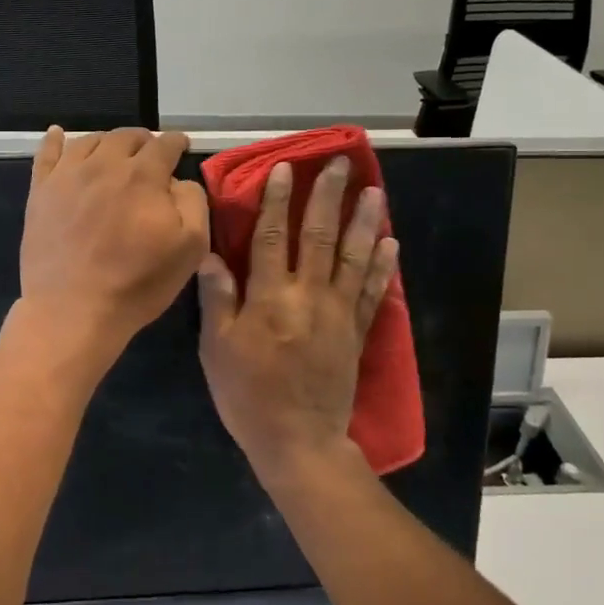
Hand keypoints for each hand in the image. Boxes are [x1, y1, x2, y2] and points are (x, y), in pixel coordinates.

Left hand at [19, 127, 209, 362]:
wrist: (73, 310)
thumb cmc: (137, 283)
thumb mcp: (190, 247)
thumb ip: (193, 202)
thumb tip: (179, 180)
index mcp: (143, 175)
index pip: (164, 145)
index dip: (176, 143)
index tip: (181, 147)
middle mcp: (104, 164)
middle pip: (126, 137)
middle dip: (144, 141)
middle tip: (149, 154)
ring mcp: (67, 176)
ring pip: (90, 141)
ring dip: (108, 142)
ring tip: (114, 153)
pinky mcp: (40, 192)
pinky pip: (46, 154)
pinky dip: (55, 140)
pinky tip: (58, 134)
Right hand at [198, 159, 399, 476]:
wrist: (297, 441)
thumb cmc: (247, 395)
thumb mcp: (217, 349)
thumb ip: (218, 299)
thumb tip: (213, 255)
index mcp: (269, 298)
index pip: (271, 237)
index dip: (275, 201)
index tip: (283, 169)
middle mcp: (308, 296)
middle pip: (318, 236)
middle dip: (327, 197)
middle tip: (340, 163)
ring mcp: (338, 313)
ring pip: (352, 257)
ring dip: (362, 220)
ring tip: (373, 190)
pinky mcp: (356, 332)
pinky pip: (372, 292)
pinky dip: (382, 266)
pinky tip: (390, 242)